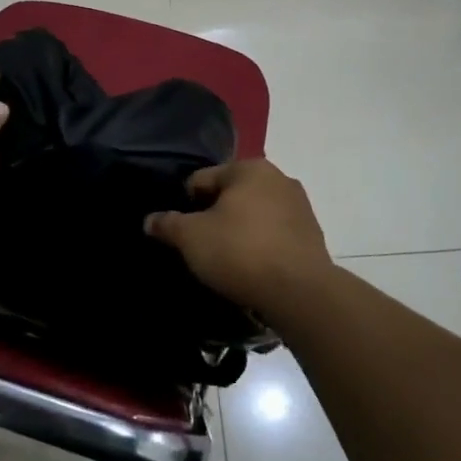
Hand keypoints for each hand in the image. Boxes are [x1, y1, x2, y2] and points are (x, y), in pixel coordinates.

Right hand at [145, 159, 335, 311]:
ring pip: (254, 214)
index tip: (181, 232)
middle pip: (230, 194)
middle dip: (214, 216)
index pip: (202, 179)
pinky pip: (274, 233)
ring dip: (239, 230)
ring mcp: (299, 206)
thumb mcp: (192, 238)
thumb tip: (149, 220)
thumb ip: (168, 224)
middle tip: (202, 246)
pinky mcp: (312, 234)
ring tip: (227, 260)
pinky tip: (252, 267)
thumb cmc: (240, 252)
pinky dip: (261, 244)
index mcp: (249, 168)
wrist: (300, 292)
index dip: (186, 204)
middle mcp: (278, 178)